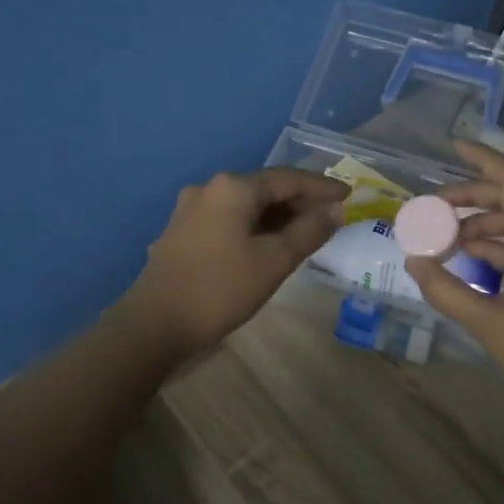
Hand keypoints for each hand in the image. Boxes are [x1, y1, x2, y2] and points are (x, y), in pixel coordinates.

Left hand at [126, 168, 346, 360]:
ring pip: (246, 205)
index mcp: (233, 188)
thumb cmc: (220, 289)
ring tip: (306, 233)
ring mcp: (191, 210)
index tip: (349, 194)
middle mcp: (210, 189)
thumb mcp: (274, 261)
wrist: (154, 325)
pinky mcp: (182, 232)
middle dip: (300, 202)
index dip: (321, 187)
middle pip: (265, 188)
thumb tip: (336, 210)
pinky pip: (229, 219)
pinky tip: (269, 245)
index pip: (288, 178)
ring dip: (278, 216)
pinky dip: (255, 227)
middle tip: (331, 217)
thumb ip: (309, 231)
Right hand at [406, 142, 503, 416]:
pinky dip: (499, 242)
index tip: (453, 147)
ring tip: (445, 241)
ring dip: (481, 223)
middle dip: (469, 198)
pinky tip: (470, 257)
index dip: (483, 157)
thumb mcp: (485, 322)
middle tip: (432, 211)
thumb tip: (413, 261)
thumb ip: (444, 289)